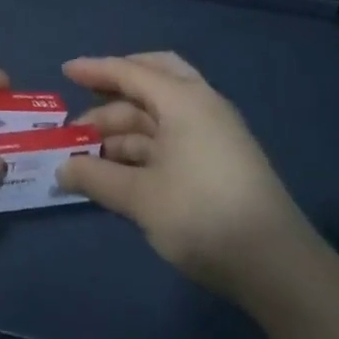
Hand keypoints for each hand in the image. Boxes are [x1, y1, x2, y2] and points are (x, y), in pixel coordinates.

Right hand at [56, 52, 313, 300]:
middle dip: (116, 88)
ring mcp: (213, 135)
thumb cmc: (203, 216)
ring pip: (160, 115)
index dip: (95, 70)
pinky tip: (119, 168)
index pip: (131, 72)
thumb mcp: (141, 198)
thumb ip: (96, 178)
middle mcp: (201, 107)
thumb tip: (61, 170)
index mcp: (184, 100)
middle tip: (84, 102)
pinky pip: (171, 138)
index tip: (65, 71)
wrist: (278, 268)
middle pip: (154, 79)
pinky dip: (142, 146)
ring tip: (89, 150)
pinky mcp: (219, 162)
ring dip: (124, 127)